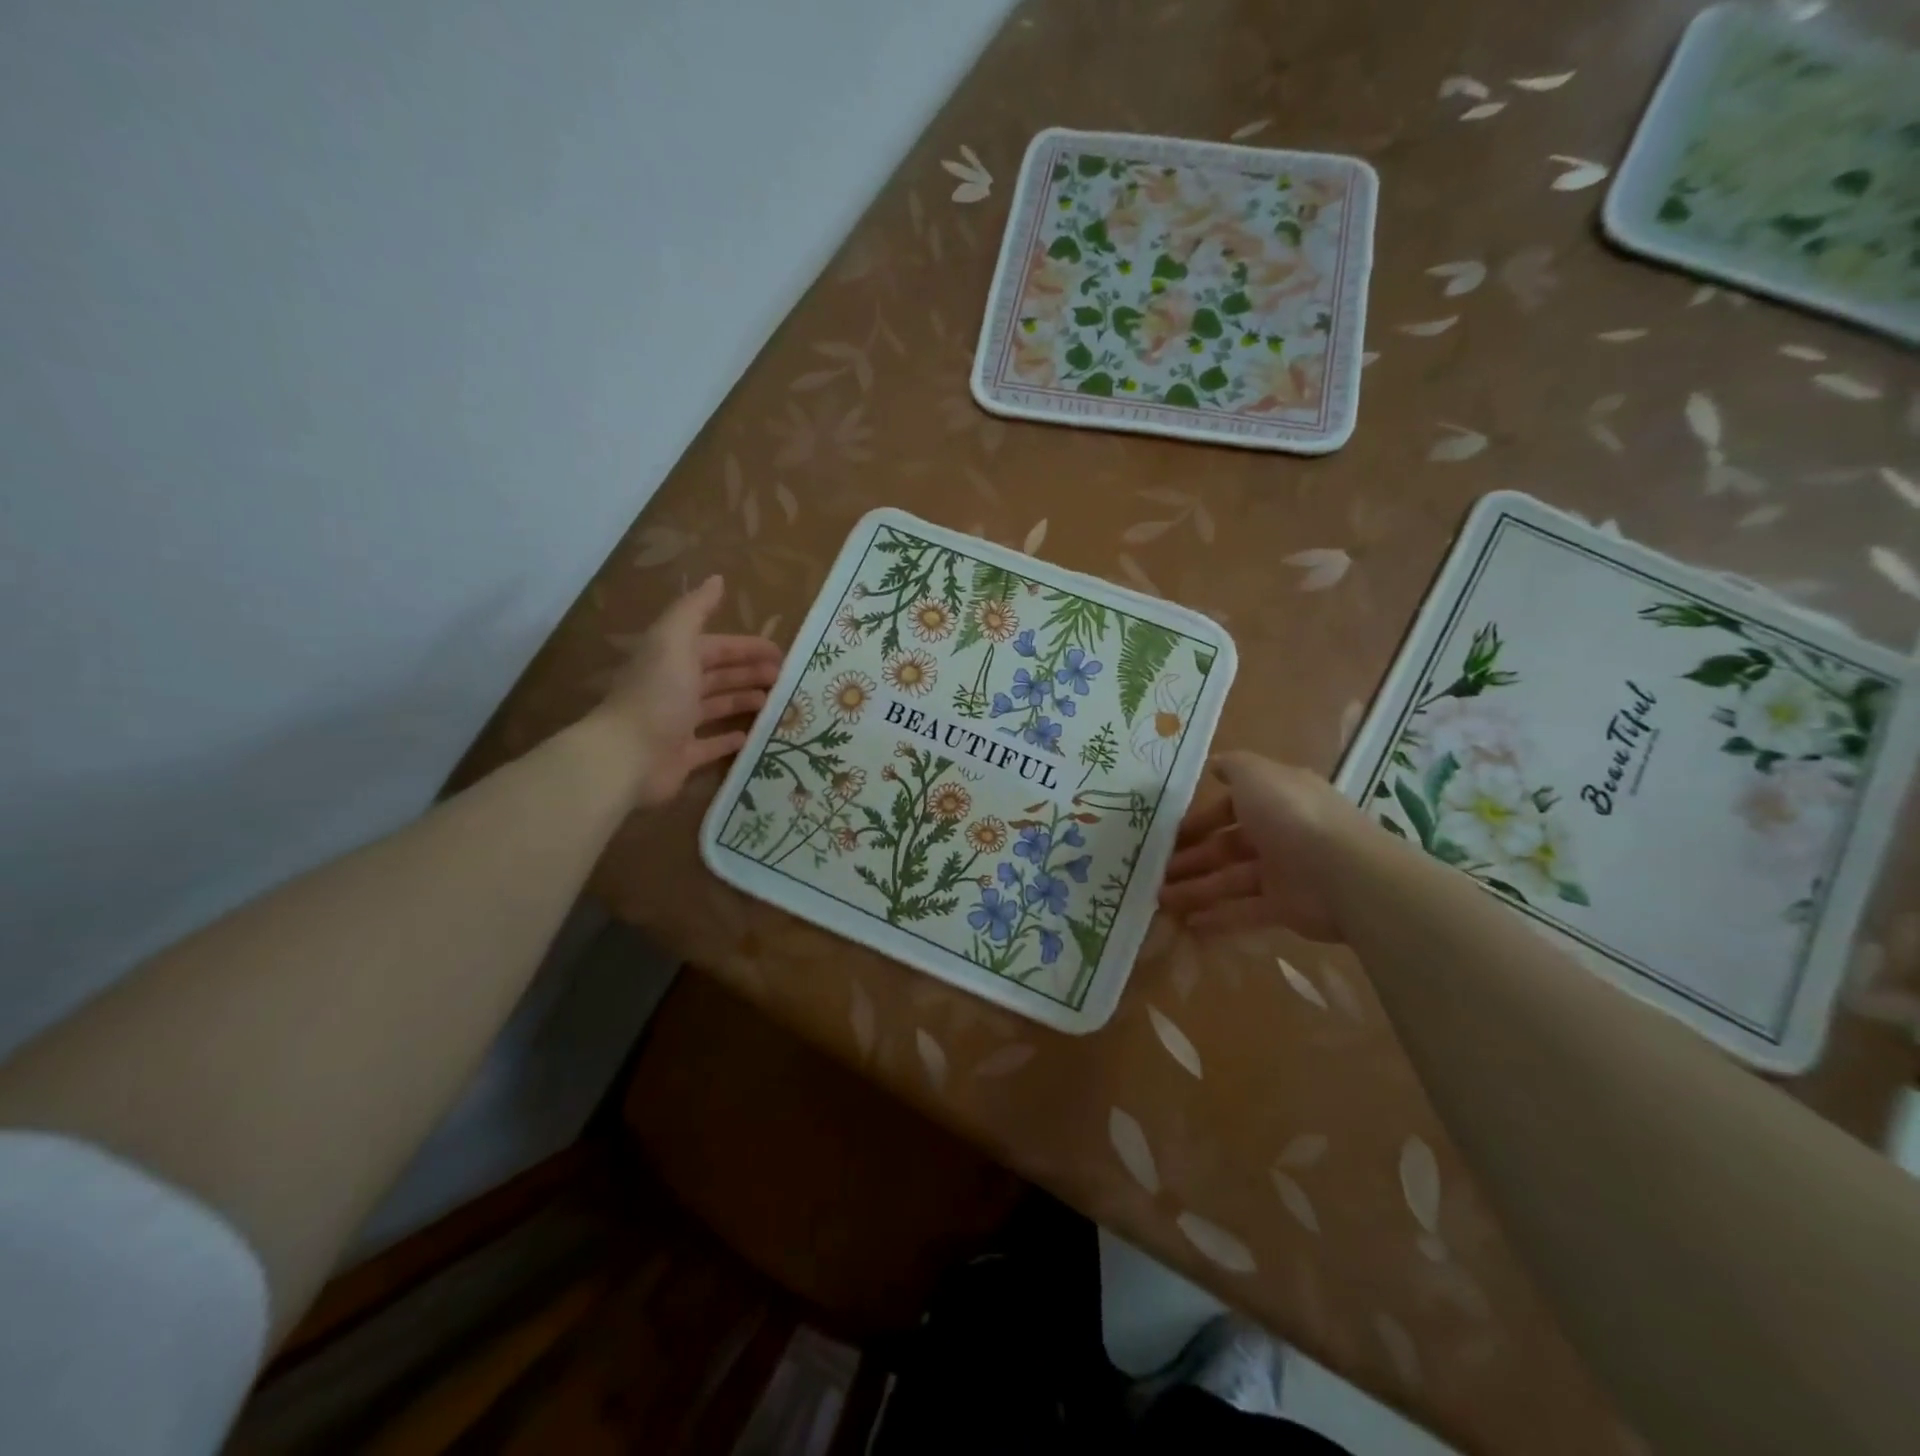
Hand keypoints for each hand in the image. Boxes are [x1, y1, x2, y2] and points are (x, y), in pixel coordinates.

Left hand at [593, 575, 783, 807]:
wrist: (628, 755)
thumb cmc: (657, 694)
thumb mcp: (674, 640)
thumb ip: (695, 609)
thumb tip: (717, 579)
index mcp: (673, 659)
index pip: (715, 647)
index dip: (746, 647)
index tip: (780, 653)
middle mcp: (674, 688)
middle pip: (718, 675)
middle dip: (749, 672)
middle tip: (784, 678)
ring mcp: (677, 724)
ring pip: (717, 707)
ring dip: (743, 700)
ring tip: (774, 703)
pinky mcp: (682, 756)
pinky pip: (711, 745)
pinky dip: (730, 739)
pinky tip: (751, 736)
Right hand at [1158, 752, 1367, 941]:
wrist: (1343, 873)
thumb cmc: (1291, 815)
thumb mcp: (1256, 774)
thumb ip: (1232, 767)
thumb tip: (1214, 765)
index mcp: (1275, 799)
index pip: (1231, 807)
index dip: (1200, 819)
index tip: (1170, 833)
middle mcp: (1279, 832)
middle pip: (1226, 846)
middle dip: (1191, 857)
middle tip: (1157, 870)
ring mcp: (1282, 872)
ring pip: (1229, 879)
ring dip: (1195, 887)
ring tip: (1160, 898)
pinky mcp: (1284, 907)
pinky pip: (1243, 910)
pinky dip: (1217, 916)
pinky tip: (1186, 923)